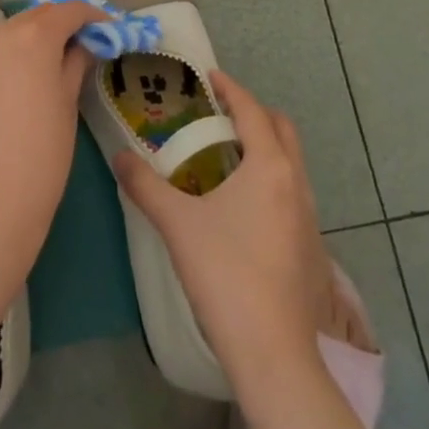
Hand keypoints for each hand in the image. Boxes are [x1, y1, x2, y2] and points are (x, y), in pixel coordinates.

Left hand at [0, 1, 106, 262]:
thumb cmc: (43, 152)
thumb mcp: (69, 102)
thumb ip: (76, 62)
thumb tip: (84, 45)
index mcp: (34, 36)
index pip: (70, 10)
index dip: (93, 17)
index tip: (109, 31)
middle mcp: (0, 33)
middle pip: (38, 15)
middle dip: (63, 23)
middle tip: (85, 44)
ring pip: (12, 30)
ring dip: (35, 36)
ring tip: (54, 61)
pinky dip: (11, 53)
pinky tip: (23, 78)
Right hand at [112, 71, 331, 389]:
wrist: (272, 351)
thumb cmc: (225, 273)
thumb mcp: (177, 224)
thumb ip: (145, 186)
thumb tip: (119, 157)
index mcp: (269, 166)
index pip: (252, 110)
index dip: (231, 89)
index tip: (210, 77)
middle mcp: (295, 181)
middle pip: (281, 128)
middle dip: (254, 113)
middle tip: (219, 114)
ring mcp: (309, 213)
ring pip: (290, 160)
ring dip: (264, 145)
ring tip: (227, 154)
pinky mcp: (310, 243)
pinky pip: (292, 189)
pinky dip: (270, 176)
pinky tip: (243, 203)